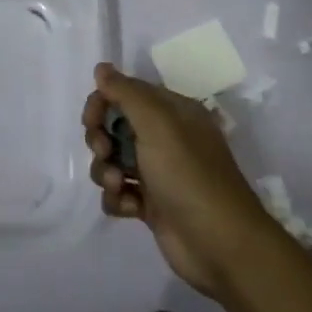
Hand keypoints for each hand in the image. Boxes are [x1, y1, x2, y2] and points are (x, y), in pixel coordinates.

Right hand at [82, 63, 277, 299]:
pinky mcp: (152, 205)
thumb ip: (126, 93)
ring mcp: (158, 172)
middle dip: (101, 138)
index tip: (91, 120)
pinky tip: (129, 207)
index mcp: (173, 111)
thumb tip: (101, 67)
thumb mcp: (158, 124)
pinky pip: (119, 192)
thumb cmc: (188, 175)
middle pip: (115, 126)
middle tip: (104, 151)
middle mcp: (166, 137)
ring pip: (113, 160)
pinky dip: (117, 198)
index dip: (103, 102)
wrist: (220, 244)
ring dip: (106, 171)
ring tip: (118, 185)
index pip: (127, 93)